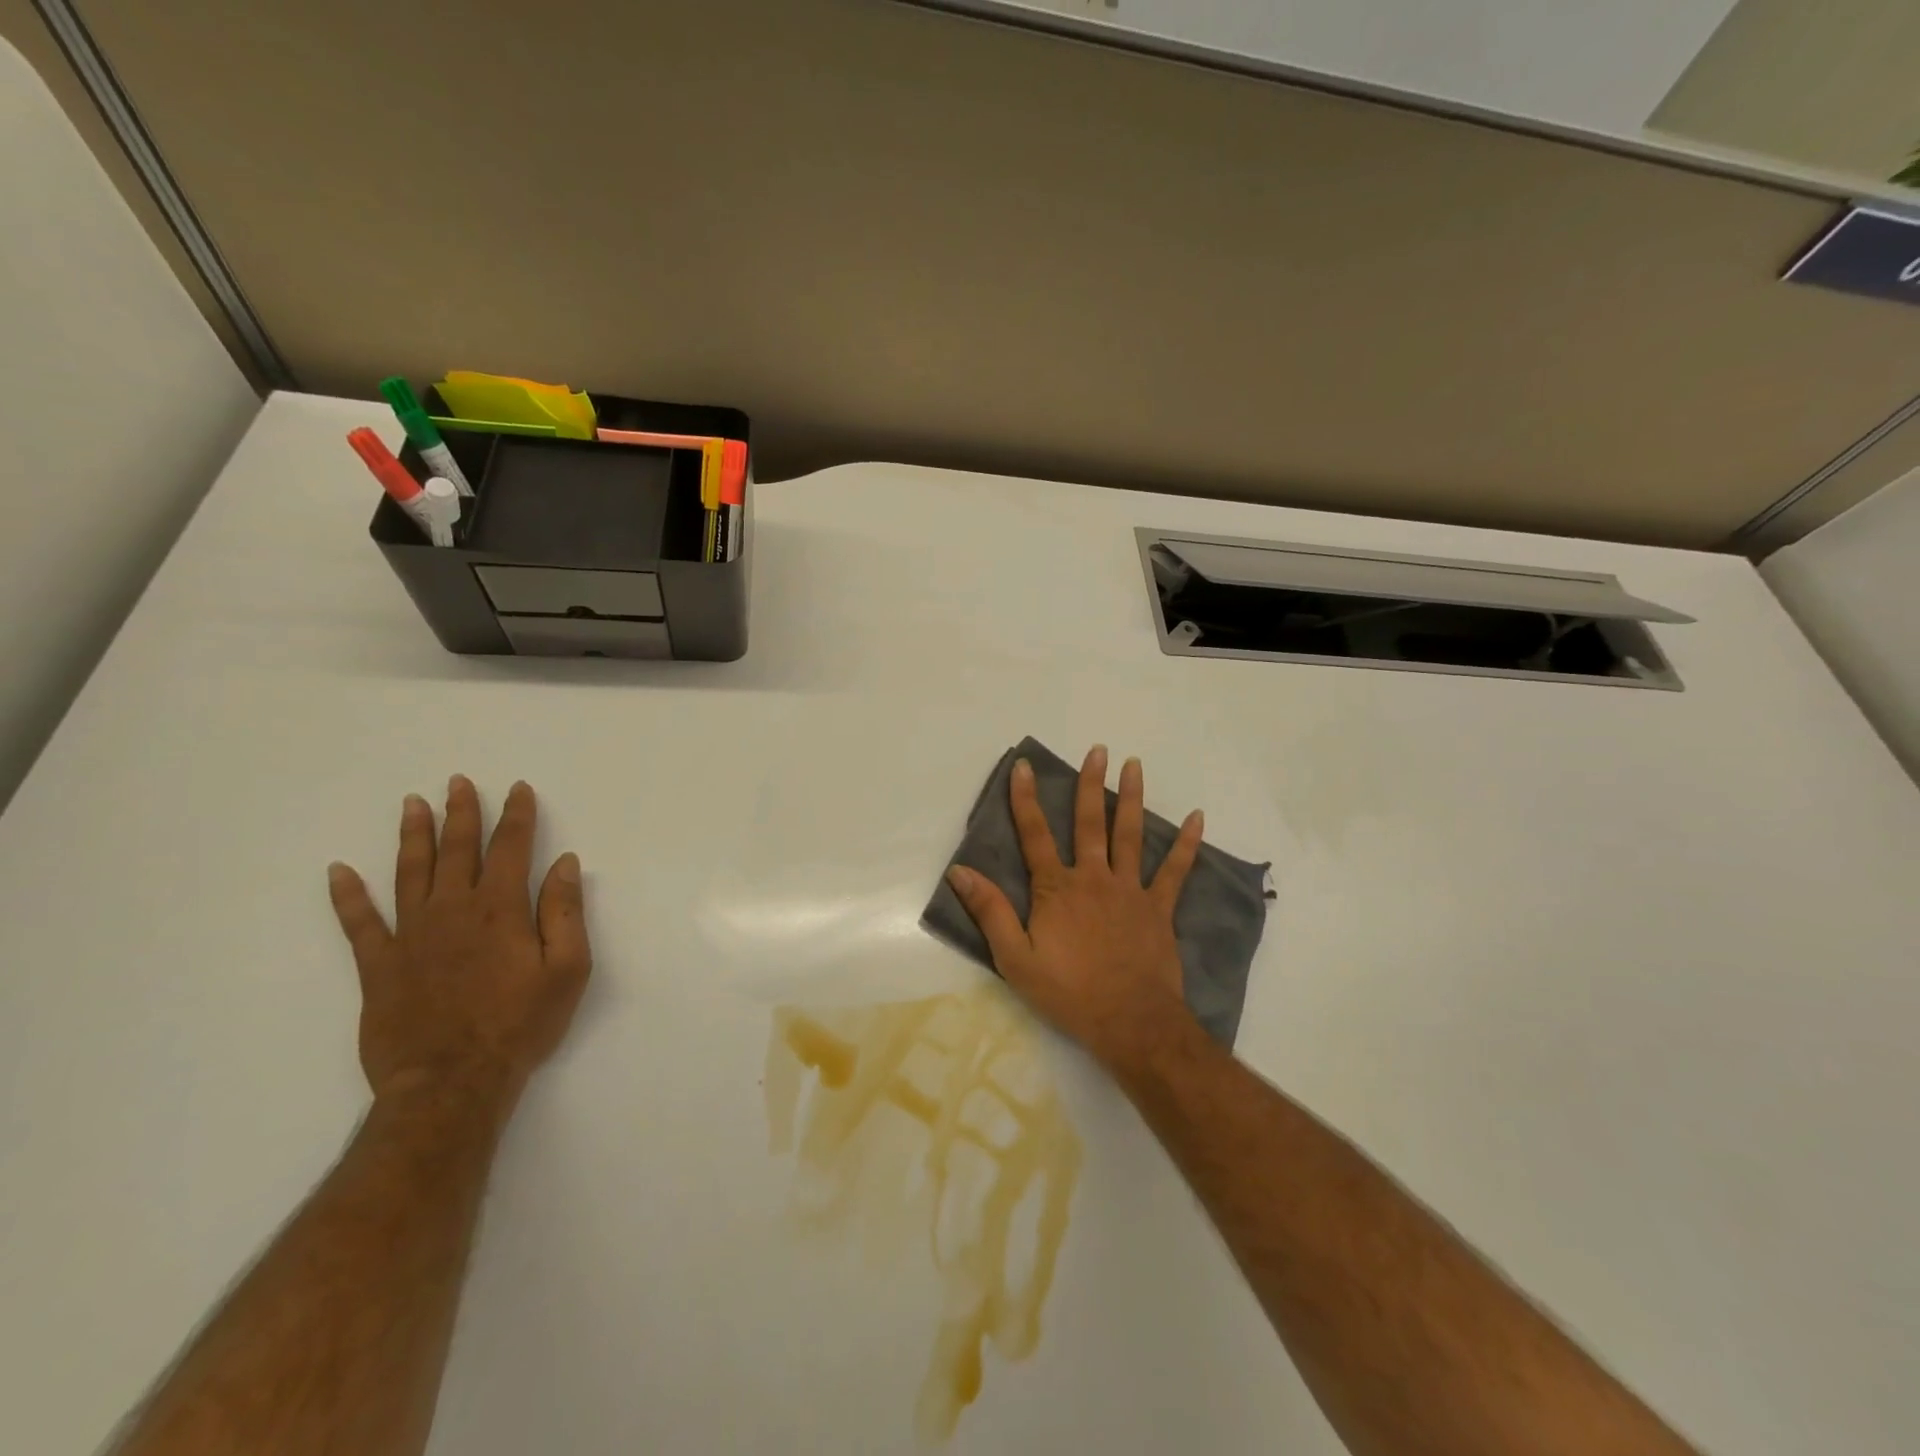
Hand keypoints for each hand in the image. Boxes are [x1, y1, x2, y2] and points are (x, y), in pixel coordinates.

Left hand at [327, 776, 591, 1119]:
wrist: (452, 1082)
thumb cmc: (521, 1024)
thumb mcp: (567, 969)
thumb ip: (566, 911)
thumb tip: (565, 863)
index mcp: (501, 909)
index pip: (511, 848)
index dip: (516, 816)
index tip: (518, 789)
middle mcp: (453, 910)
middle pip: (457, 850)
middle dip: (461, 812)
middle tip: (458, 782)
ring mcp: (411, 936)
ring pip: (410, 873)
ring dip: (413, 836)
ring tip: (413, 804)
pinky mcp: (379, 966)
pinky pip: (359, 923)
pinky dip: (348, 896)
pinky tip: (339, 872)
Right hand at [946, 745, 1203, 1070]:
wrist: (1130, 1022)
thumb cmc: (1068, 993)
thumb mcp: (1015, 959)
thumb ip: (989, 911)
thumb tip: (960, 872)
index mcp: (1056, 888)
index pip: (1035, 834)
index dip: (1025, 799)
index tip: (1023, 766)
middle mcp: (1093, 878)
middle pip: (1089, 822)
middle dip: (1090, 784)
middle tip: (1098, 750)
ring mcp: (1130, 890)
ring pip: (1130, 835)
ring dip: (1132, 798)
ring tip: (1134, 764)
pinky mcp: (1158, 908)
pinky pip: (1175, 871)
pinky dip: (1186, 844)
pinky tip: (1197, 818)